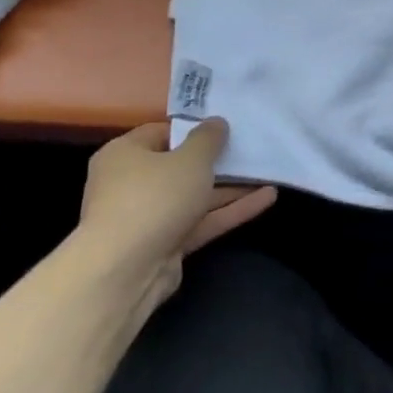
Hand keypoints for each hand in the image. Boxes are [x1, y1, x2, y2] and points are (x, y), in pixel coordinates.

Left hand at [76, 120, 276, 308]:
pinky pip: (202, 220)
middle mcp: (131, 183)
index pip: (162, 133)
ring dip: (231, 187)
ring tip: (268, 173)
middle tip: (250, 149)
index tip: (226, 128)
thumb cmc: (154, 197)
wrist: (124, 270)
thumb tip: (216, 123)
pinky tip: (267, 198)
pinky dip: (231, 210)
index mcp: (124, 155)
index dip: (194, 129)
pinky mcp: (165, 243)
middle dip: (218, 161)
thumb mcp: (190, 159)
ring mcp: (148, 216)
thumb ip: (208, 139)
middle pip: (180, 166)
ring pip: (195, 196)